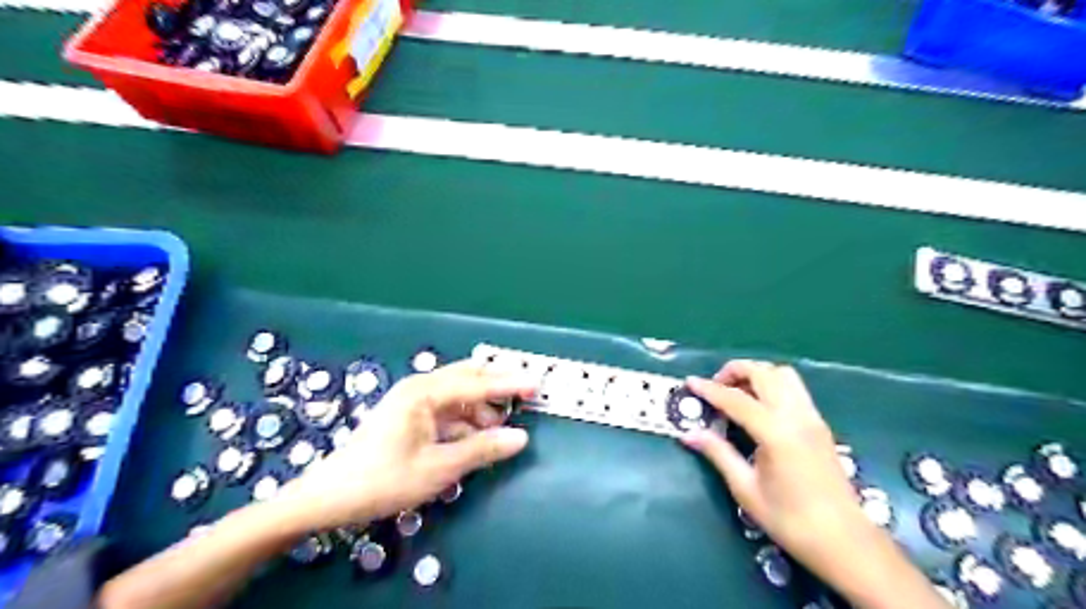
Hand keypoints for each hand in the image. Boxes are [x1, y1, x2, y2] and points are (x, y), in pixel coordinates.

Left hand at [275, 361, 536, 532]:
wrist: (331, 497)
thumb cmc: (384, 479)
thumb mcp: (439, 468)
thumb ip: (482, 450)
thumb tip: (521, 438)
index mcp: (424, 392)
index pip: (477, 383)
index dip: (509, 384)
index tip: (537, 384)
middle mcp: (420, 387)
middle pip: (468, 378)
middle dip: (497, 387)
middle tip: (526, 396)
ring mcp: (414, 400)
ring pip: (459, 395)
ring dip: (481, 409)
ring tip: (499, 429)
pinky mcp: (411, 415)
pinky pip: (448, 410)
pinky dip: (465, 421)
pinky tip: (475, 438)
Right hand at [682, 360, 871, 563]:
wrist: (844, 541)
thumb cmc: (790, 520)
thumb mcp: (746, 489)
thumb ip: (718, 454)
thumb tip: (689, 434)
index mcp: (776, 432)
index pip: (736, 399)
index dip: (709, 389)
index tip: (689, 382)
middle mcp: (796, 416)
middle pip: (764, 373)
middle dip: (735, 371)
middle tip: (715, 387)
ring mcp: (812, 417)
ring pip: (783, 375)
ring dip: (757, 374)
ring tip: (738, 392)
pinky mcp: (820, 424)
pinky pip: (795, 388)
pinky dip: (773, 384)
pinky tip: (760, 406)